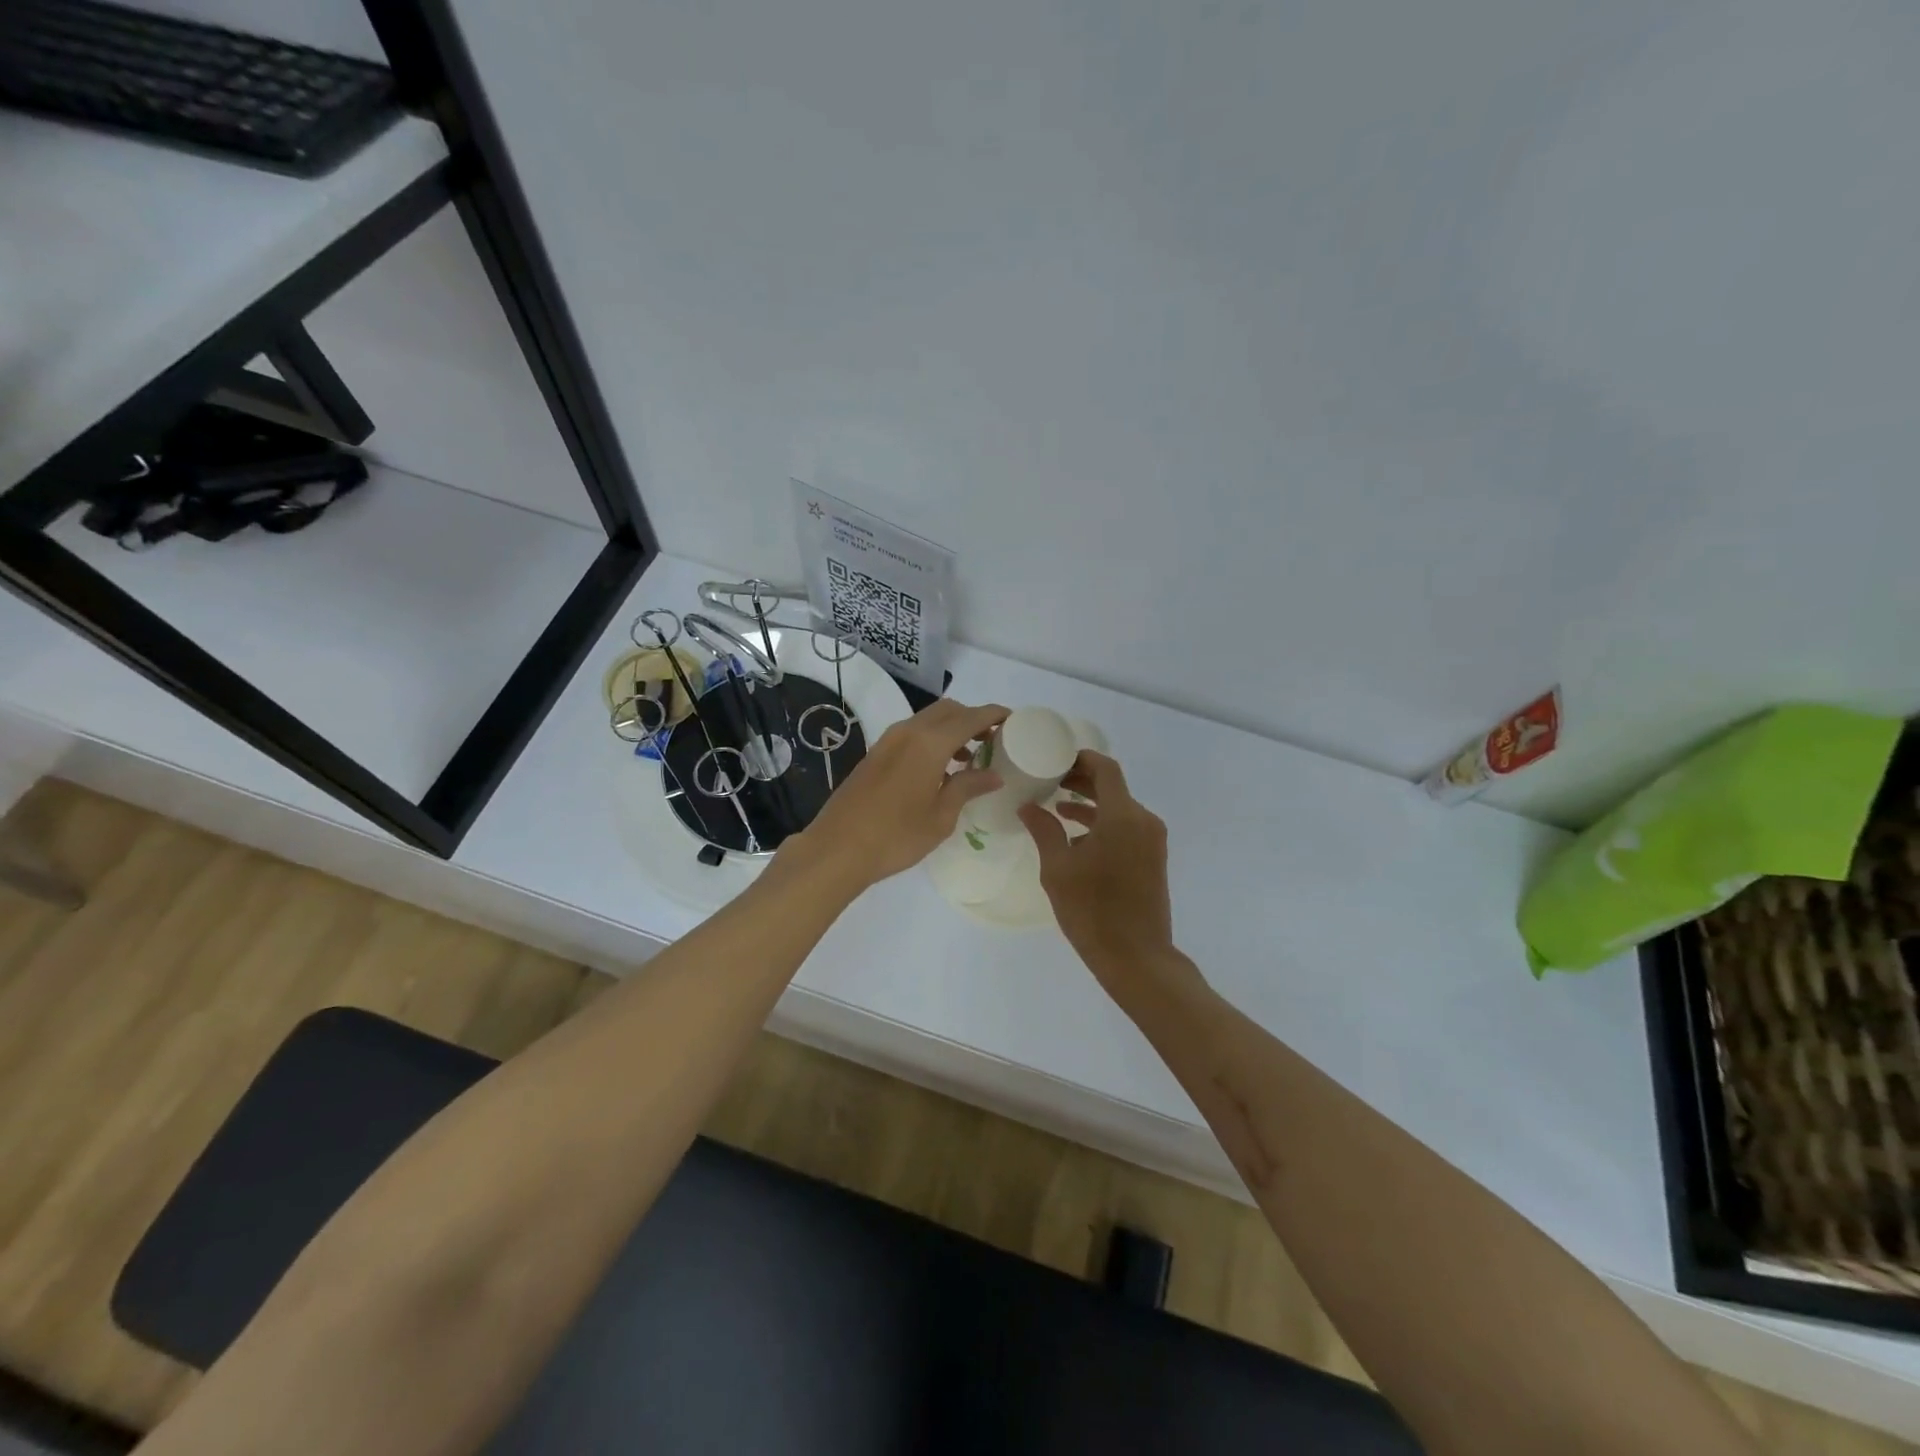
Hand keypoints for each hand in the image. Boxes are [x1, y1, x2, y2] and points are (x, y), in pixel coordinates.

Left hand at [789, 698, 1008, 890]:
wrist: (837, 848)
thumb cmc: (896, 836)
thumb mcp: (941, 816)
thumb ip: (967, 787)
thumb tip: (993, 774)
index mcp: (930, 743)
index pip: (971, 717)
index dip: (994, 715)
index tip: (1013, 720)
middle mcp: (909, 731)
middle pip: (949, 710)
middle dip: (973, 718)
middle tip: (994, 740)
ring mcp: (888, 740)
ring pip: (928, 719)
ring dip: (952, 729)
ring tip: (971, 757)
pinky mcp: (876, 753)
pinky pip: (913, 733)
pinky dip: (933, 739)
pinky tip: (940, 769)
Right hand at [1019, 752, 1174, 978]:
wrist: (1137, 957)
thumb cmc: (1092, 911)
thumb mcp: (1058, 869)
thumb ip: (1044, 831)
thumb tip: (1028, 807)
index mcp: (1122, 816)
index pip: (1106, 769)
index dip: (1081, 759)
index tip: (1054, 759)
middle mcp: (1143, 821)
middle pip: (1113, 786)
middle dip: (1081, 780)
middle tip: (1049, 779)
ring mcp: (1152, 840)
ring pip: (1119, 808)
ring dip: (1090, 803)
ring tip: (1056, 805)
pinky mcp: (1153, 858)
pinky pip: (1127, 827)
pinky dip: (1103, 823)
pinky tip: (1076, 837)